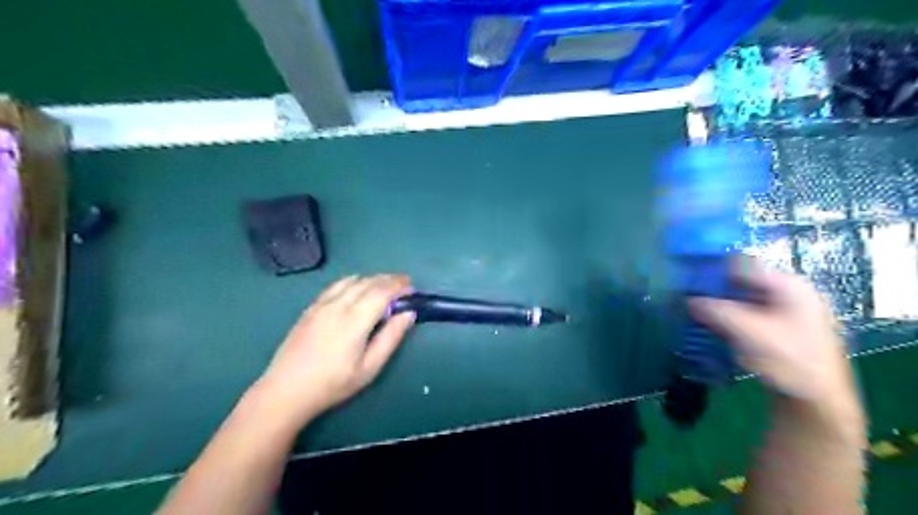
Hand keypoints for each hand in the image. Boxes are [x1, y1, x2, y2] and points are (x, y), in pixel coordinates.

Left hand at [254, 275, 413, 424]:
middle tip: (404, 285)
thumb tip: (408, 314)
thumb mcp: (369, 368)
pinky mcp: (311, 307)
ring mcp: (321, 304)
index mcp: (354, 320)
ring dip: (372, 279)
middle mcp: (338, 305)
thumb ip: (390, 338)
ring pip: (352, 280)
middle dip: (389, 279)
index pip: (381, 291)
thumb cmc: (332, 384)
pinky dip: (353, 281)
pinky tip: (357, 289)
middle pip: (368, 282)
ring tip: (384, 286)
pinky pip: (336, 285)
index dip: (399, 286)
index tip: (411, 289)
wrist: (286, 390)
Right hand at [688, 263, 854, 402]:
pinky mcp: (780, 333)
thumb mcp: (746, 331)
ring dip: (719, 306)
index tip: (687, 277)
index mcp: (789, 286)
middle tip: (686, 296)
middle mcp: (790, 294)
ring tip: (693, 312)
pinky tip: (711, 327)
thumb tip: (687, 300)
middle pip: (743, 282)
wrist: (818, 404)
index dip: (714, 268)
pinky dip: (728, 319)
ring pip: (743, 301)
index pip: (743, 264)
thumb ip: (714, 310)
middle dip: (714, 289)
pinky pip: (747, 316)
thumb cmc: (788, 360)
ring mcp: (787, 314)